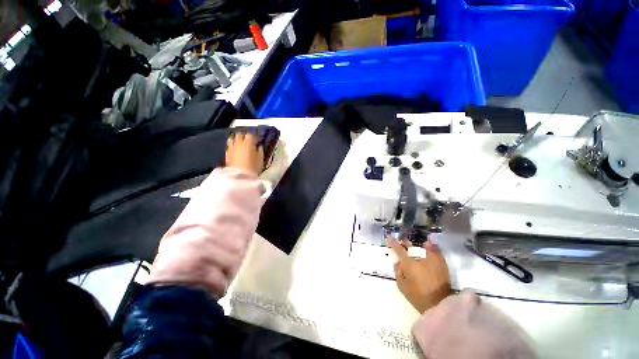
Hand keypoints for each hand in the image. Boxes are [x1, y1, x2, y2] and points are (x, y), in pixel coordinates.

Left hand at [226, 133, 263, 175]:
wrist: (239, 177)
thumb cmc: (253, 168)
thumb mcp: (260, 160)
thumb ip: (260, 151)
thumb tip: (259, 146)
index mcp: (248, 143)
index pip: (250, 135)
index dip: (254, 137)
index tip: (257, 140)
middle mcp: (238, 143)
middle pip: (239, 134)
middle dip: (244, 136)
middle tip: (248, 141)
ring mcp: (231, 148)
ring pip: (231, 139)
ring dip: (236, 140)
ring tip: (240, 144)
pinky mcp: (226, 154)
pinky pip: (229, 147)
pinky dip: (232, 147)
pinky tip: (235, 151)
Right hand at [388, 239, 452, 313]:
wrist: (442, 304)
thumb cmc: (419, 296)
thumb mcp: (402, 286)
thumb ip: (398, 271)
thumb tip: (398, 262)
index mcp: (409, 262)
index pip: (398, 248)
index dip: (392, 243)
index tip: (389, 239)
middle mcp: (419, 257)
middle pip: (409, 245)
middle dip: (404, 243)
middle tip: (401, 243)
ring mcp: (432, 258)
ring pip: (422, 246)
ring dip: (416, 245)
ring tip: (413, 246)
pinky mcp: (441, 263)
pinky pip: (434, 250)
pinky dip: (430, 246)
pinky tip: (427, 245)